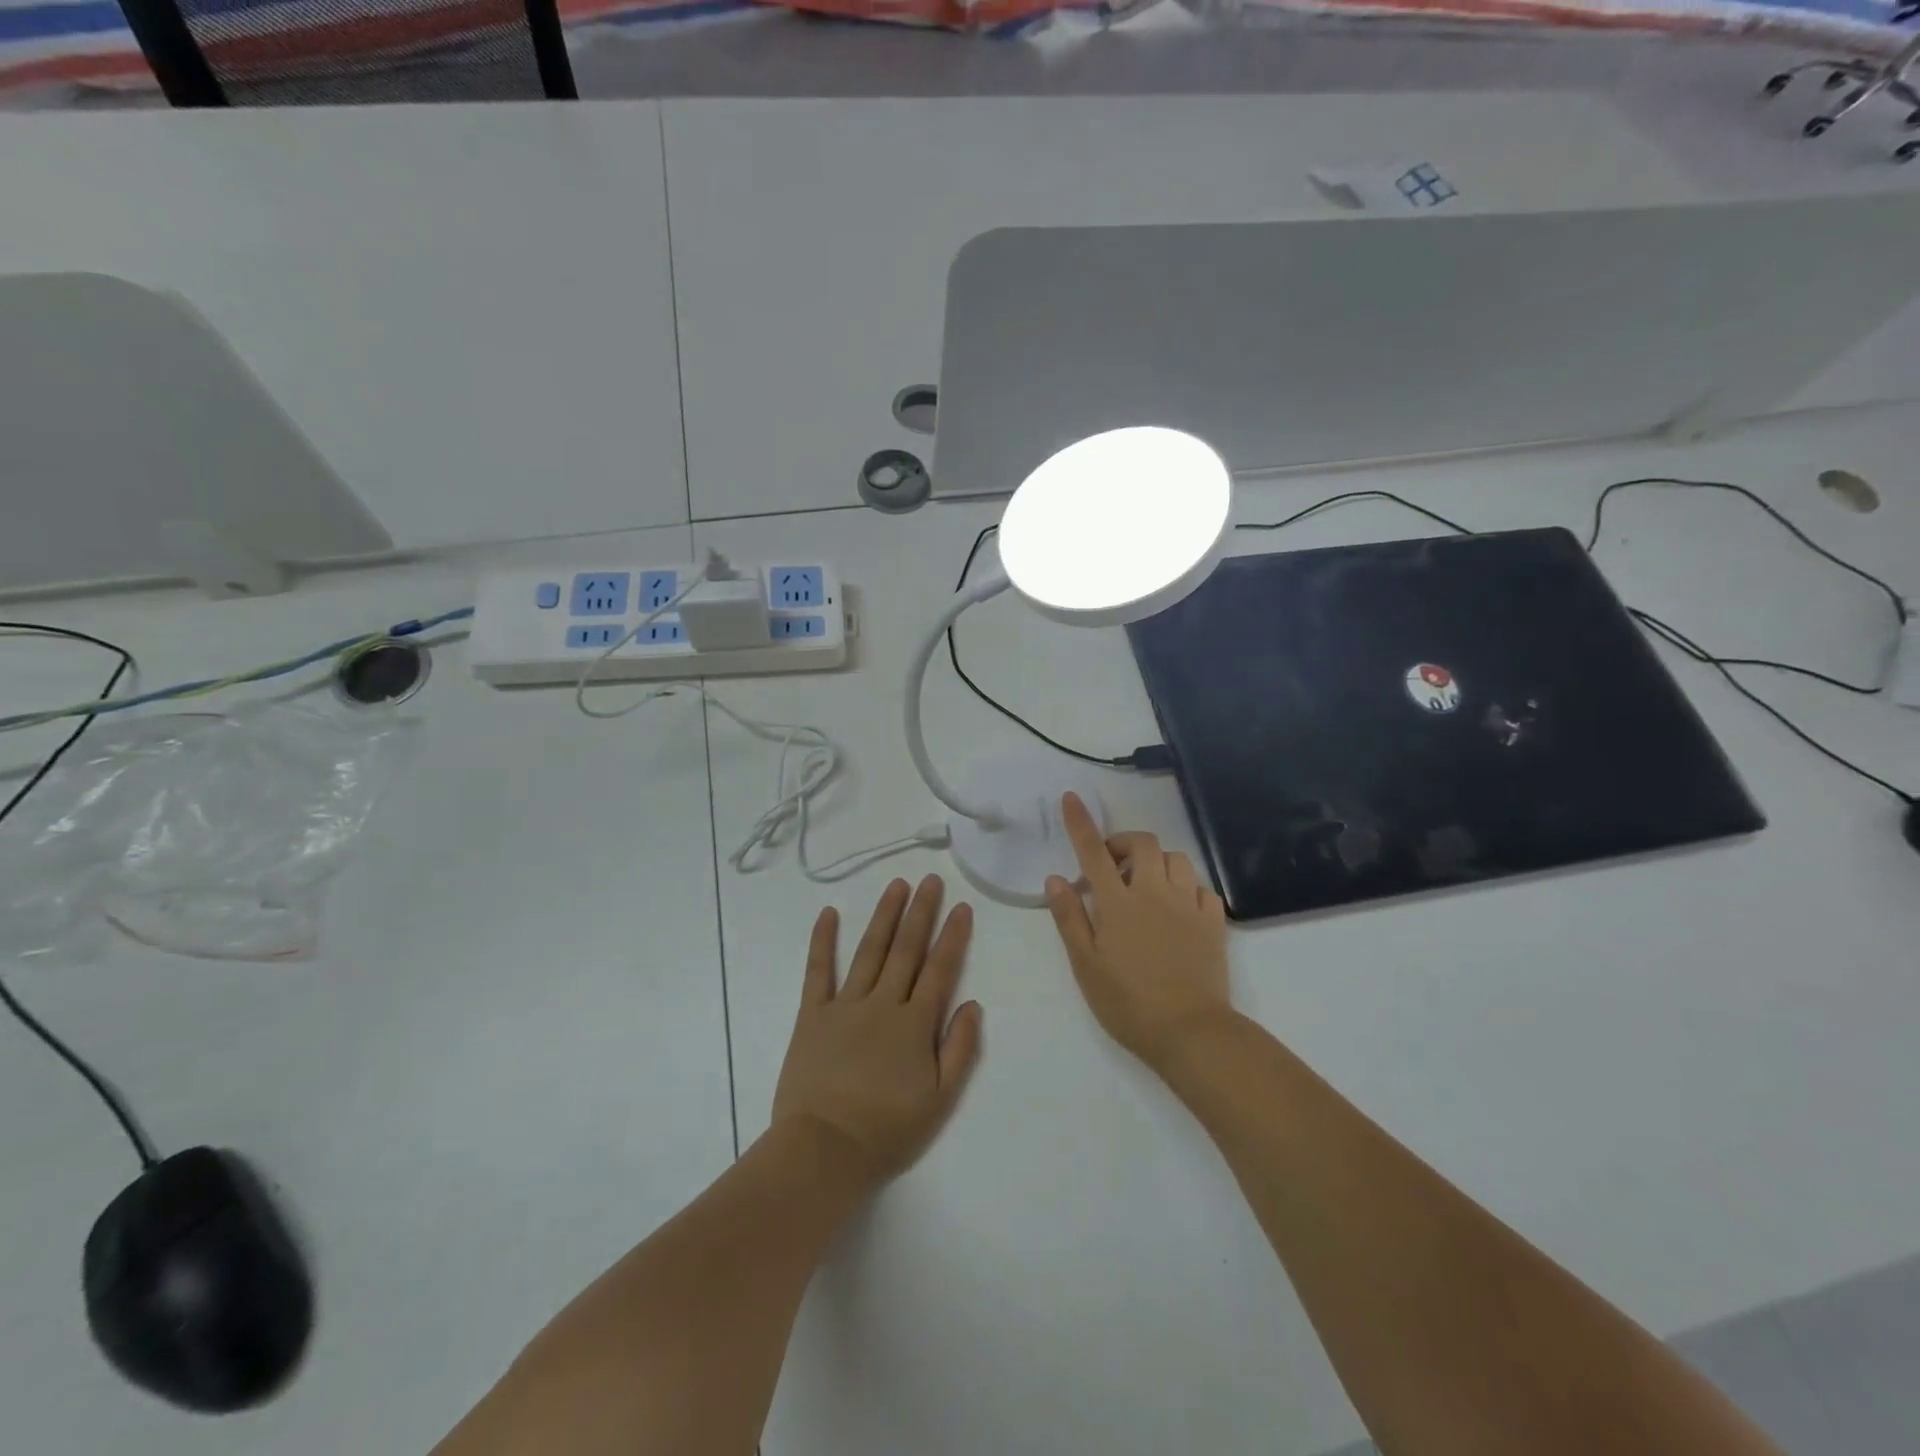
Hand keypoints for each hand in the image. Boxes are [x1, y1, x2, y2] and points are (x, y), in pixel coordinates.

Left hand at [771, 875, 982, 1193]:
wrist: (824, 1149)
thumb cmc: (887, 1130)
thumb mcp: (940, 1100)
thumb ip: (960, 1049)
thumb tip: (973, 1004)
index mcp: (915, 1024)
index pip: (940, 969)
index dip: (953, 937)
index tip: (962, 907)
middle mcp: (882, 1003)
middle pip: (906, 949)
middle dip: (921, 912)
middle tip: (931, 880)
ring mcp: (845, 1005)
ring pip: (870, 950)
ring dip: (884, 915)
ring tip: (896, 885)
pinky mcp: (812, 1014)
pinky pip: (818, 971)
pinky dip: (823, 940)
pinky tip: (829, 913)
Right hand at [1045, 793, 1233, 1070]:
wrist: (1190, 1032)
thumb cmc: (1127, 1003)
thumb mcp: (1085, 965)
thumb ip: (1070, 918)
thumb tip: (1056, 878)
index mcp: (1118, 903)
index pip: (1094, 851)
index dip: (1080, 822)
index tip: (1071, 798)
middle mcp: (1154, 893)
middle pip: (1143, 844)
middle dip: (1125, 843)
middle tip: (1112, 868)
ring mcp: (1188, 905)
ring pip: (1176, 859)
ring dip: (1157, 863)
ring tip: (1146, 887)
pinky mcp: (1214, 923)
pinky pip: (1203, 888)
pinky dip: (1188, 889)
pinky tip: (1179, 909)